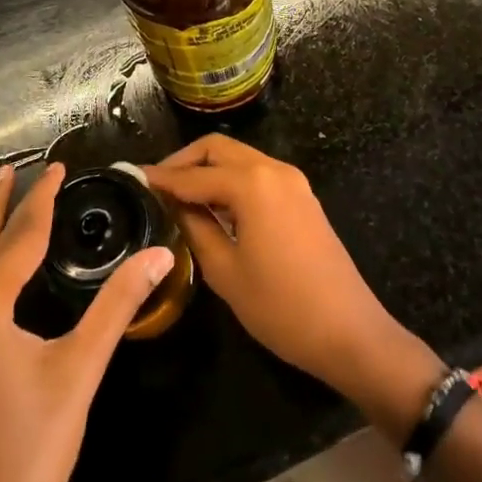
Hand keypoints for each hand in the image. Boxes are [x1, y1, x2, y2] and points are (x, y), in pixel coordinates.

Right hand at [146, 136, 442, 439]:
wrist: (350, 333)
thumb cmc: (281, 307)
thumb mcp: (225, 271)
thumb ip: (195, 228)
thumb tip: (172, 204)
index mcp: (251, 183)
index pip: (193, 174)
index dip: (161, 178)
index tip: (132, 179)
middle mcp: (273, 170)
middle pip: (218, 149)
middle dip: (185, 162)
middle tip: (158, 187)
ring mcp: (292, 182)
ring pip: (240, 158)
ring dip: (209, 170)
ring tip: (180, 199)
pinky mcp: (302, 198)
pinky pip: (258, 175)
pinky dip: (231, 182)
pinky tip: (214, 208)